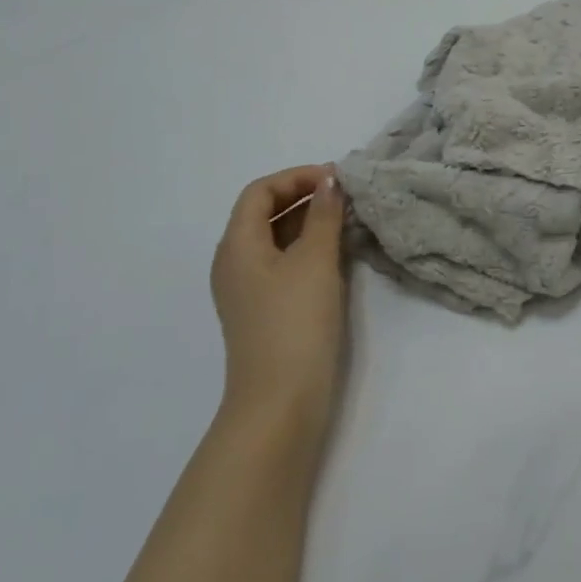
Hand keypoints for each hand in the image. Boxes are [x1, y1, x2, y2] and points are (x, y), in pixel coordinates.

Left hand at [210, 165, 348, 428]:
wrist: (280, 403)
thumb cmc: (295, 323)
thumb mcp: (315, 261)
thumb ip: (324, 216)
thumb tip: (329, 183)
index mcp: (237, 244)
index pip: (260, 191)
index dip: (296, 177)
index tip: (336, 179)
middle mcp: (234, 262)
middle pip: (264, 213)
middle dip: (303, 197)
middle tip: (345, 197)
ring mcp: (247, 290)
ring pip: (275, 239)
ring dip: (308, 223)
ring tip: (346, 221)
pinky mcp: (263, 311)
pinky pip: (282, 264)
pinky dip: (307, 249)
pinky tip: (336, 255)